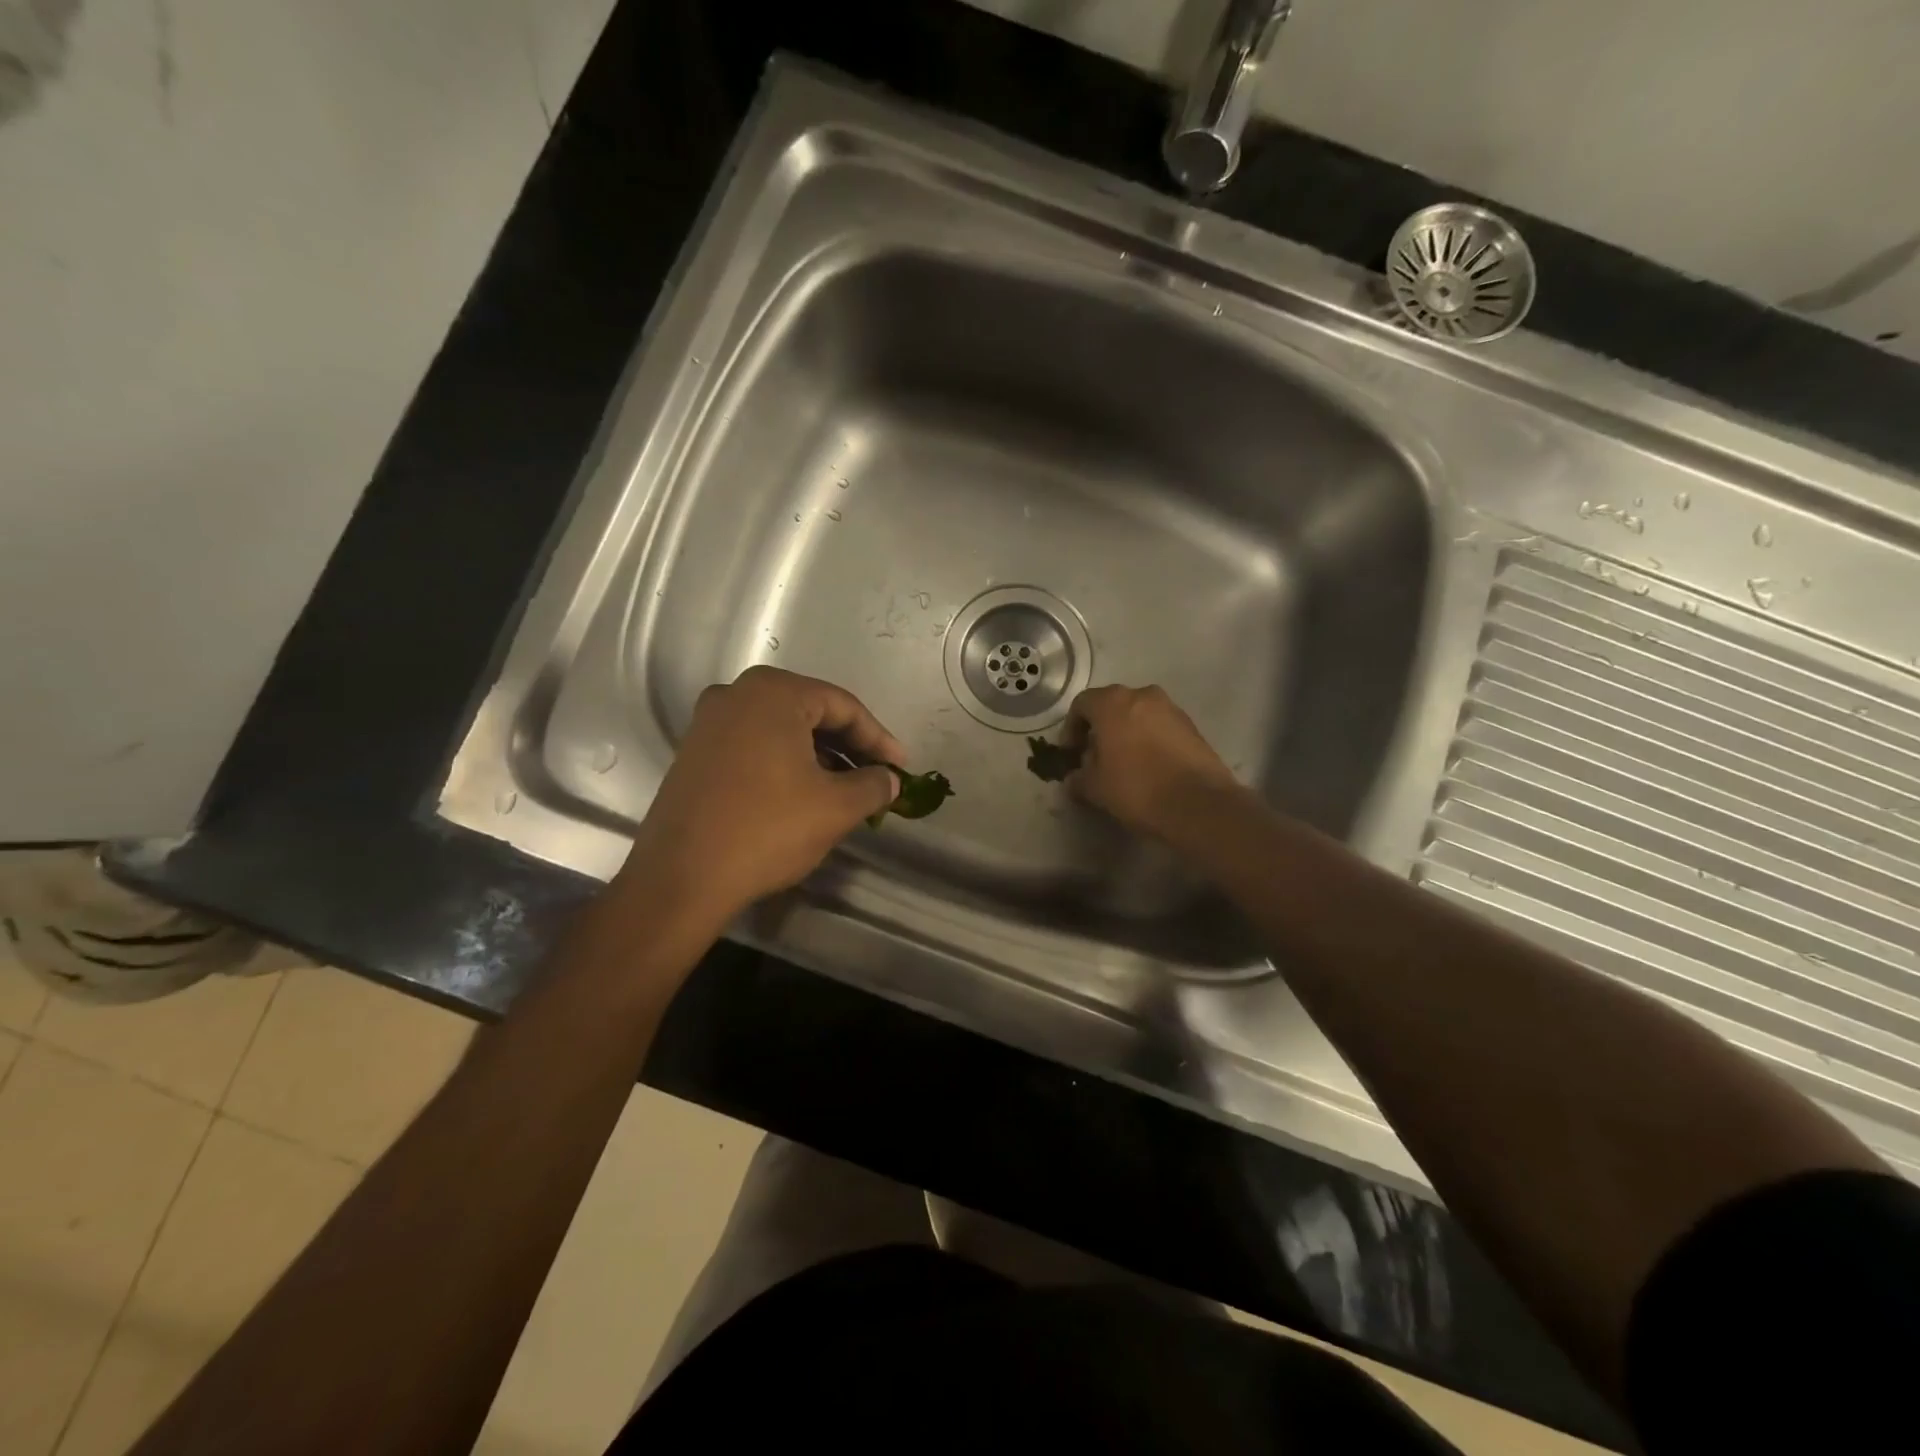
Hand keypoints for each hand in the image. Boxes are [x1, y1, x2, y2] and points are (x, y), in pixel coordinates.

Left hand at [620, 667, 906, 922]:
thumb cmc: (766, 830)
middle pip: (811, 713)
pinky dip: (786, 764)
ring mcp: (709, 723)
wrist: (681, 878)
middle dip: (849, 746)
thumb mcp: (835, 808)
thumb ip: (873, 785)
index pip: (843, 706)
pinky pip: (755, 746)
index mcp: (773, 693)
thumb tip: (889, 780)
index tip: (901, 767)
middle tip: (878, 776)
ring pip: (782, 731)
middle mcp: (736, 695)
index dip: (878, 738)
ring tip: (847, 790)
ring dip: (820, 756)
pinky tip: (804, 794)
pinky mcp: (695, 753)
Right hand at [1065, 684, 1242, 841]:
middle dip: (1100, 729)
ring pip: (1138, 715)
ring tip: (1123, 764)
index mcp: (1113, 702)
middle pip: (1112, 706)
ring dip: (1126, 733)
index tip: (1071, 753)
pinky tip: (1149, 767)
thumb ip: (1079, 777)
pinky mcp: (1192, 727)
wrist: (1198, 804)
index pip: (1081, 704)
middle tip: (1095, 758)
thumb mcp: (1095, 787)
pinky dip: (1149, 740)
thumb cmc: (1136, 787)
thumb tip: (1075, 777)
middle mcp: (1143, 695)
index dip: (1071, 728)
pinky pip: (1160, 727)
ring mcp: (1172, 709)